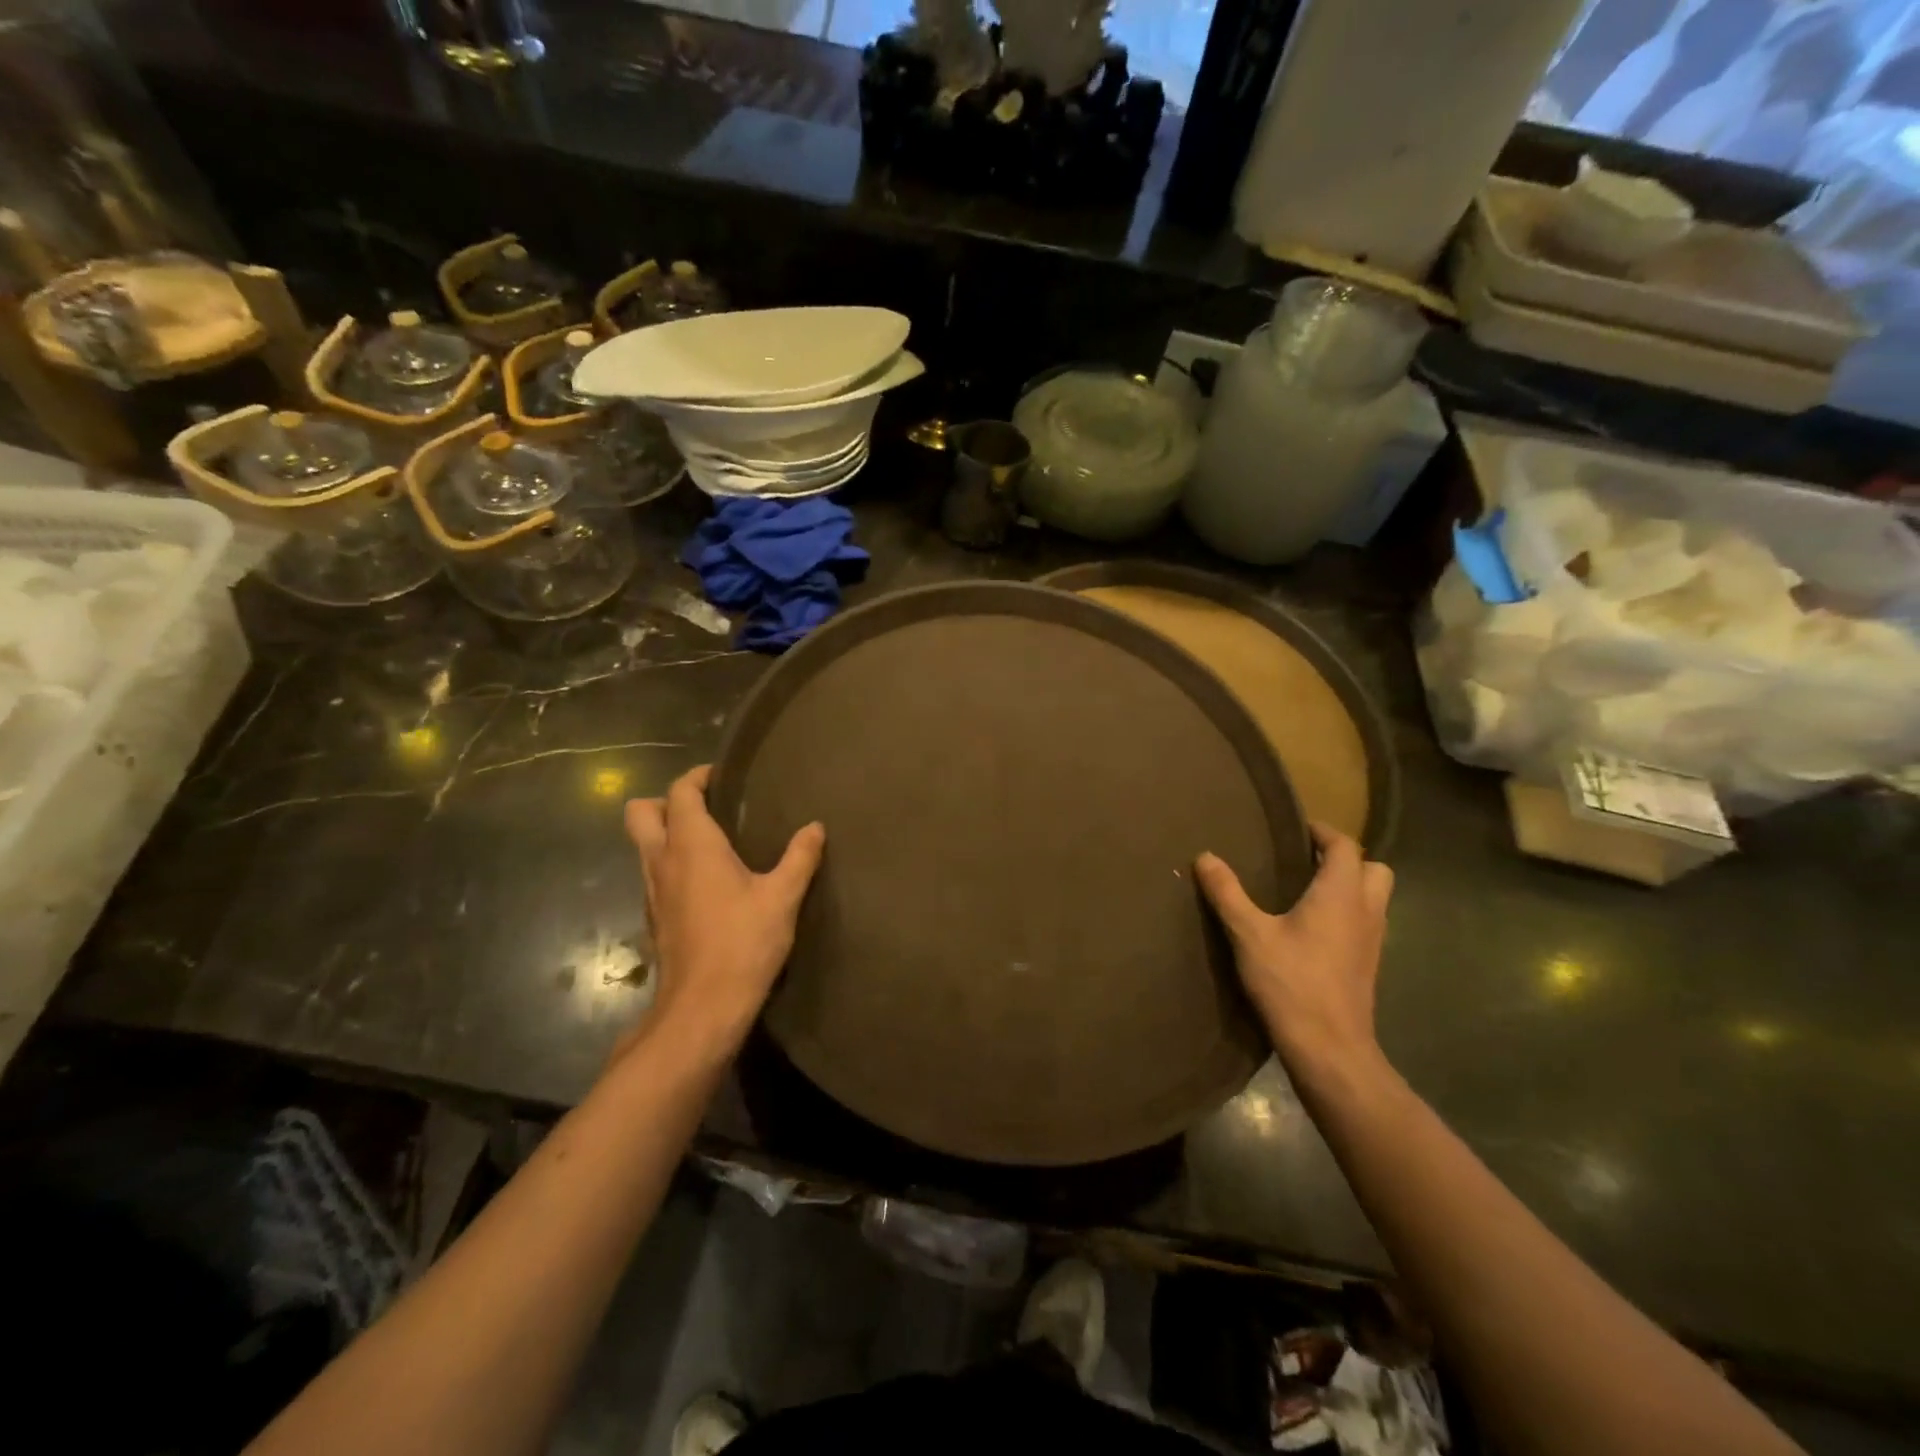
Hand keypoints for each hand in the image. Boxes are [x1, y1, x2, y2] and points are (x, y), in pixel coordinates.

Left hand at [623, 765, 825, 1054]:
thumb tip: (815, 827)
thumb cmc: (743, 943)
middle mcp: (662, 860)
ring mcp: (651, 891)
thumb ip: (800, 857)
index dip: (697, 777)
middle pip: (640, 812)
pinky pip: (653, 873)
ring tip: (711, 841)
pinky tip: (706, 882)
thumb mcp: (782, 897)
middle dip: (666, 801)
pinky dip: (671, 864)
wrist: (703, 1007)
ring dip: (667, 833)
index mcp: (691, 845)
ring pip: (643, 845)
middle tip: (706, 807)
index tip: (723, 776)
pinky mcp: (653, 917)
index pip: (680, 792)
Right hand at [1195, 822, 1393, 1087]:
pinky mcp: (1368, 965)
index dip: (1323, 832)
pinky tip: (1313, 930)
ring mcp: (1373, 941)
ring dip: (1350, 886)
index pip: (1345, 846)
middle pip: (1373, 869)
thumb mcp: (1249, 934)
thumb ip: (1228, 893)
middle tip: (1307, 860)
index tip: (1296, 829)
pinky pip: (1366, 923)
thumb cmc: (1291, 983)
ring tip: (1307, 891)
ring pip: (1375, 898)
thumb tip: (1205, 856)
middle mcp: (1366, 911)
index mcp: (1341, 894)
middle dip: (1345, 858)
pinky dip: (1348, 914)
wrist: (1330, 1049)